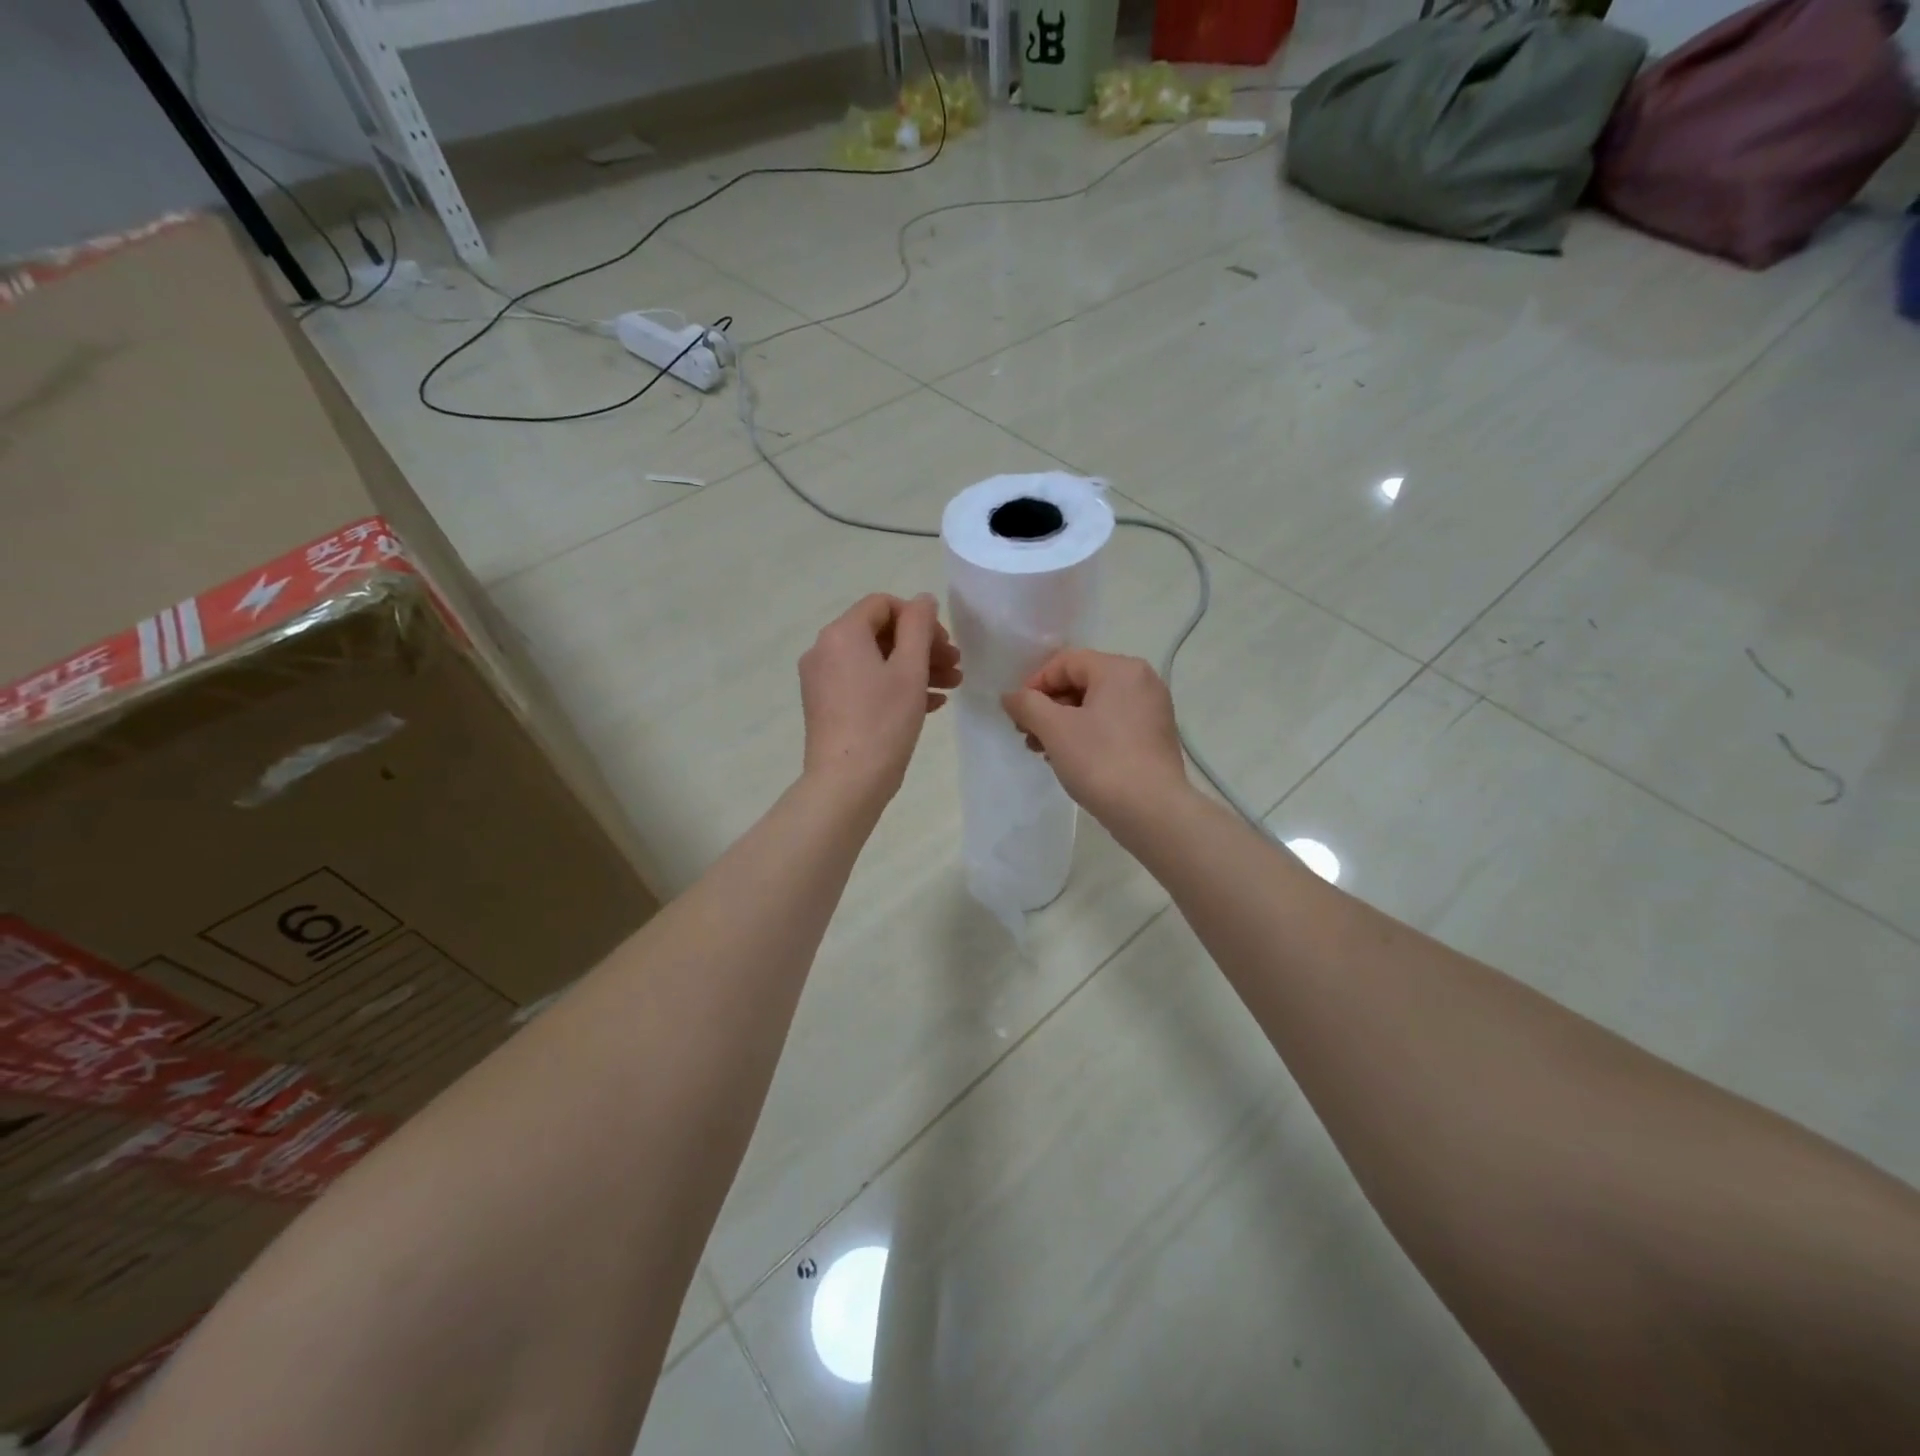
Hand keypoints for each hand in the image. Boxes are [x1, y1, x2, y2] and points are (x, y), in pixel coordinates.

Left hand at [799, 593, 961, 805]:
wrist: (846, 783)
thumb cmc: (883, 722)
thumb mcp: (910, 669)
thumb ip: (919, 626)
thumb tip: (922, 600)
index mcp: (842, 633)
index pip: (883, 604)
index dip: (918, 618)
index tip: (944, 643)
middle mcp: (825, 650)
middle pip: (880, 633)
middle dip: (921, 646)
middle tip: (955, 665)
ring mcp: (822, 679)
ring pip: (875, 661)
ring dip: (914, 668)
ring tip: (950, 686)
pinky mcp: (826, 705)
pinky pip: (864, 683)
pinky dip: (895, 687)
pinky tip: (930, 704)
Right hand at [1002, 650, 1190, 823]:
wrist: (1152, 811)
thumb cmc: (1101, 761)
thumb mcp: (1055, 729)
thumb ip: (1027, 705)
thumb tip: (1010, 696)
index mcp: (1120, 669)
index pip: (1066, 661)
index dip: (1035, 684)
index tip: (1018, 714)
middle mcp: (1142, 681)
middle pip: (1081, 682)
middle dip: (1048, 707)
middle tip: (1028, 736)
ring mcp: (1152, 710)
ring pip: (1096, 706)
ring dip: (1064, 724)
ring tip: (1044, 752)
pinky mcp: (1155, 737)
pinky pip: (1113, 724)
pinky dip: (1087, 735)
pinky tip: (1071, 760)